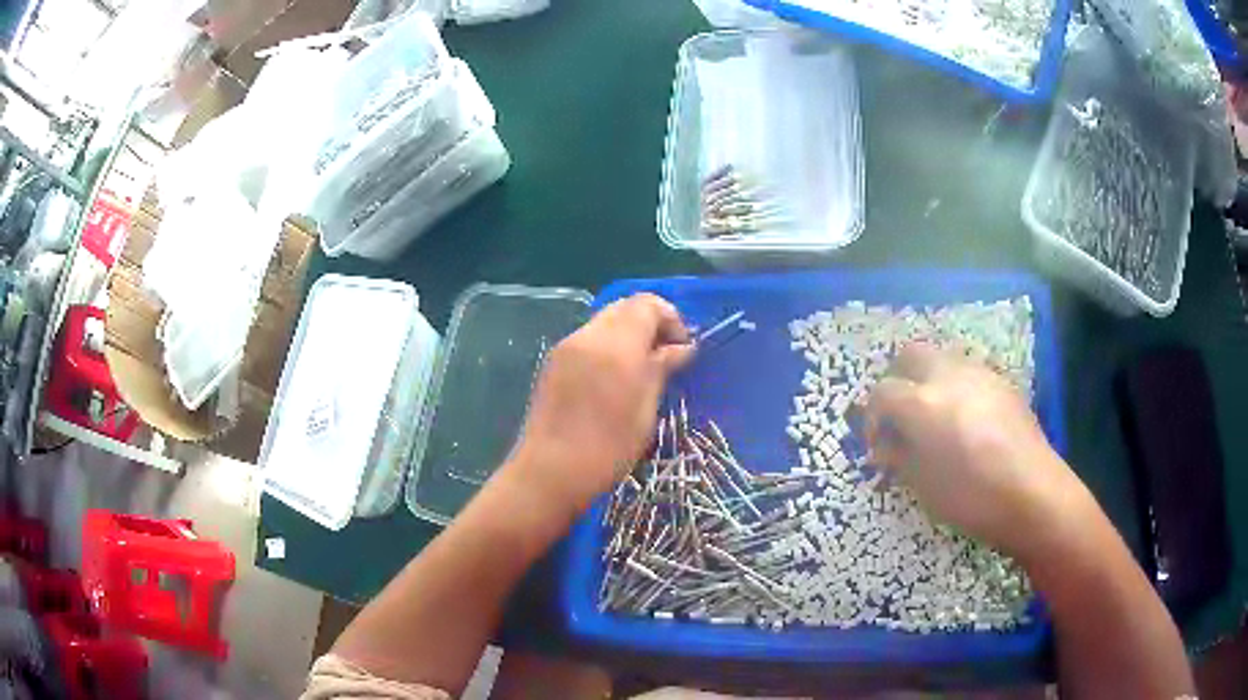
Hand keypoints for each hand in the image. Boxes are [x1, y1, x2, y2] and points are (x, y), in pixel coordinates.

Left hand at [508, 293, 694, 516]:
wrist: (550, 471)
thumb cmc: (607, 448)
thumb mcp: (645, 410)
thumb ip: (662, 369)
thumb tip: (682, 347)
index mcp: (615, 344)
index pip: (647, 304)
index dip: (671, 318)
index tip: (683, 348)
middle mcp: (588, 336)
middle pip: (625, 307)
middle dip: (650, 322)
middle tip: (666, 355)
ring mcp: (567, 347)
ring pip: (605, 322)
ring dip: (629, 334)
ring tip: (642, 369)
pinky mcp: (554, 362)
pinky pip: (589, 340)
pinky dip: (608, 346)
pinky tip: (615, 379)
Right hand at [864, 343, 1092, 560]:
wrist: (1032, 492)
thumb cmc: (971, 496)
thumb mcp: (924, 485)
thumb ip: (900, 457)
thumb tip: (886, 446)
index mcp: (922, 403)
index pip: (882, 392)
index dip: (872, 416)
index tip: (878, 444)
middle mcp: (948, 375)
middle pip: (910, 354)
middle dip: (898, 379)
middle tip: (901, 415)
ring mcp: (978, 373)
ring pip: (942, 358)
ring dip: (929, 381)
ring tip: (936, 419)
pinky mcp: (1001, 381)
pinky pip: (969, 373)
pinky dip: (956, 388)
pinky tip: (967, 421)